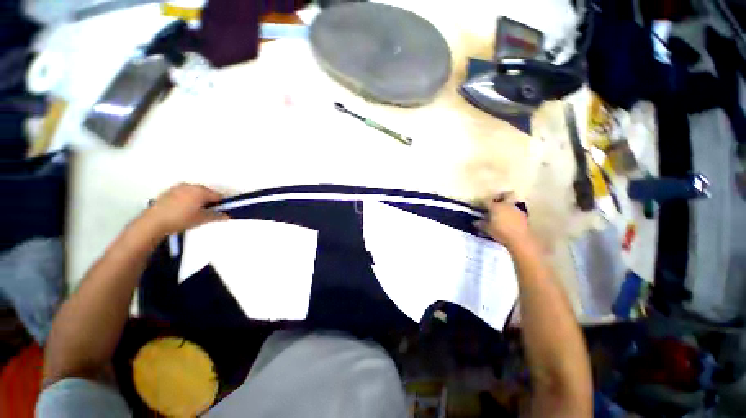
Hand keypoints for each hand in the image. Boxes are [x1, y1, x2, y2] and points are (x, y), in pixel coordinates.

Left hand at [139, 183, 228, 236]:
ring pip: (195, 192)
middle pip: (206, 192)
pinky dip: (188, 199)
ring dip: (198, 200)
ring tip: (195, 212)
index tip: (222, 211)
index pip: (218, 196)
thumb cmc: (180, 219)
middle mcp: (190, 186)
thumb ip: (217, 216)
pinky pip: (184, 193)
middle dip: (210, 201)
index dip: (222, 204)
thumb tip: (226, 215)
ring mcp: (178, 188)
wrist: (153, 222)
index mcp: (201, 191)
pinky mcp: (168, 192)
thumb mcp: (202, 219)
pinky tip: (184, 210)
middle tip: (209, 212)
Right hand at [476, 192, 532, 249]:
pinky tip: (508, 221)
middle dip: (501, 196)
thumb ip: (480, 224)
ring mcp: (516, 210)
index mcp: (495, 206)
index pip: (486, 201)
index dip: (482, 203)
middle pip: (506, 194)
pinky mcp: (523, 216)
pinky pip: (515, 211)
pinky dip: (511, 214)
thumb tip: (475, 222)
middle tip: (496, 203)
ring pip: (511, 203)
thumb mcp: (487, 229)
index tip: (479, 206)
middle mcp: (506, 205)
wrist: (520, 239)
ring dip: (506, 207)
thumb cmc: (500, 232)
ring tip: (501, 215)